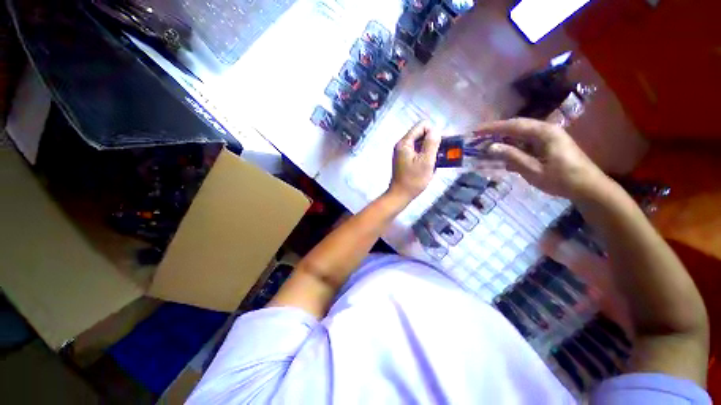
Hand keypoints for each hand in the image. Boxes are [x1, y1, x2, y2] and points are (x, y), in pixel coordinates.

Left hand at [388, 121, 440, 202]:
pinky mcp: (404, 159)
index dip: (433, 132)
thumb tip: (435, 130)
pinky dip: (425, 156)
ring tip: (435, 161)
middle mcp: (402, 145)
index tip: (439, 146)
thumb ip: (431, 144)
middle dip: (432, 142)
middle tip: (440, 154)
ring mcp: (402, 152)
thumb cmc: (413, 180)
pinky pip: (417, 152)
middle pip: (421, 134)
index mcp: (405, 143)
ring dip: (430, 150)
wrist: (400, 195)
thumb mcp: (426, 161)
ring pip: (420, 143)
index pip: (422, 125)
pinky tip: (429, 165)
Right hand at [476, 118, 608, 198]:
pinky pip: (526, 142)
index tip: (476, 131)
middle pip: (516, 126)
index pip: (513, 125)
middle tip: (478, 137)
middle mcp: (546, 130)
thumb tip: (491, 147)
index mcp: (544, 132)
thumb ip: (511, 156)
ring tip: (487, 145)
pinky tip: (504, 154)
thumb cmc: (561, 179)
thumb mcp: (533, 170)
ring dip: (503, 139)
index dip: (492, 128)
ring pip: (520, 134)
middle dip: (496, 131)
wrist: (588, 187)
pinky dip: (512, 147)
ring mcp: (548, 137)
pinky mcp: (548, 145)